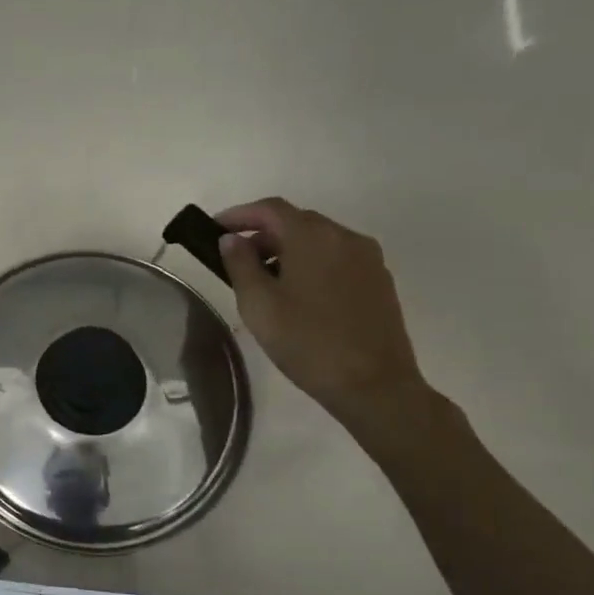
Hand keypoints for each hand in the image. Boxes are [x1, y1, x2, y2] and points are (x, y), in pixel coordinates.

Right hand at [214, 198, 429, 428]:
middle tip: (235, 258)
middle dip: (263, 233)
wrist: (374, 385)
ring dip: (287, 249)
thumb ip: (240, 264)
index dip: (239, 214)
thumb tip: (231, 239)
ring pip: (319, 240)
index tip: (215, 229)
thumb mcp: (258, 304)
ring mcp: (368, 259)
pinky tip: (298, 293)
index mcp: (313, 237)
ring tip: (264, 279)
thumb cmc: (307, 342)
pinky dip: (311, 262)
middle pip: (296, 221)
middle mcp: (345, 237)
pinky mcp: (379, 281)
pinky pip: (337, 257)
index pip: (270, 209)